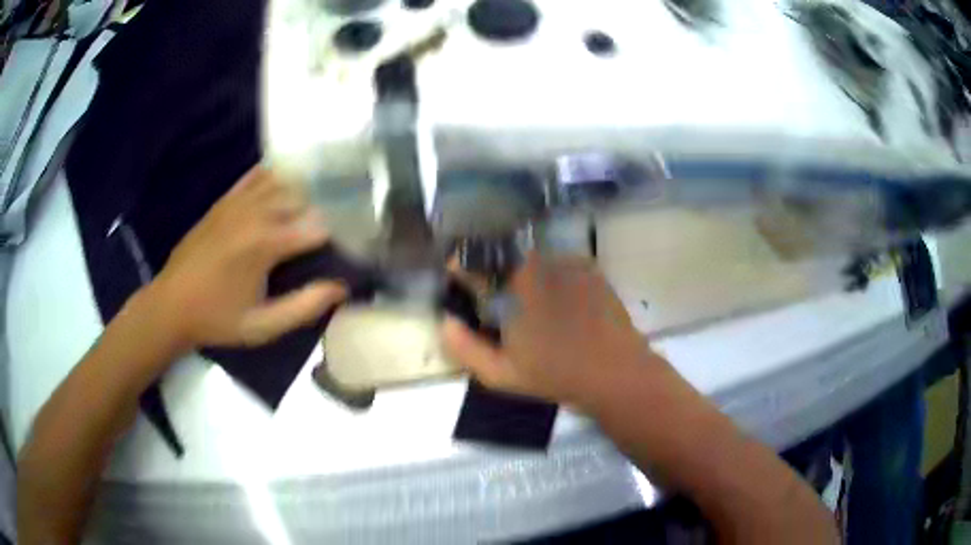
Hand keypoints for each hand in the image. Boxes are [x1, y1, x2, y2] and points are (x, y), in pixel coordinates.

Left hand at [148, 166, 345, 350]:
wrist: (170, 305)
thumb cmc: (217, 319)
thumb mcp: (262, 327)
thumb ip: (304, 306)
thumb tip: (341, 288)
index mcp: (266, 244)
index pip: (318, 226)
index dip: (339, 234)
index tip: (349, 246)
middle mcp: (255, 214)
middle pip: (303, 197)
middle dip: (323, 210)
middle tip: (333, 230)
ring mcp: (238, 202)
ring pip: (283, 181)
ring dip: (302, 192)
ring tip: (313, 208)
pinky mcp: (224, 201)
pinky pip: (256, 176)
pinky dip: (275, 177)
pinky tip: (284, 185)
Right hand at [442, 253, 665, 406]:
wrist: (615, 372)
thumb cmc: (555, 374)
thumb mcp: (500, 373)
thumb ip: (465, 347)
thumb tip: (446, 322)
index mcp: (514, 283)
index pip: (473, 259)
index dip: (461, 268)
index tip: (460, 281)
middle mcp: (540, 262)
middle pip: (503, 254)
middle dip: (492, 270)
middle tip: (495, 298)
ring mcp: (569, 262)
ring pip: (533, 258)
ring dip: (523, 273)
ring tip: (530, 303)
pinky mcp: (591, 269)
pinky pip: (560, 264)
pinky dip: (552, 277)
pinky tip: (560, 303)